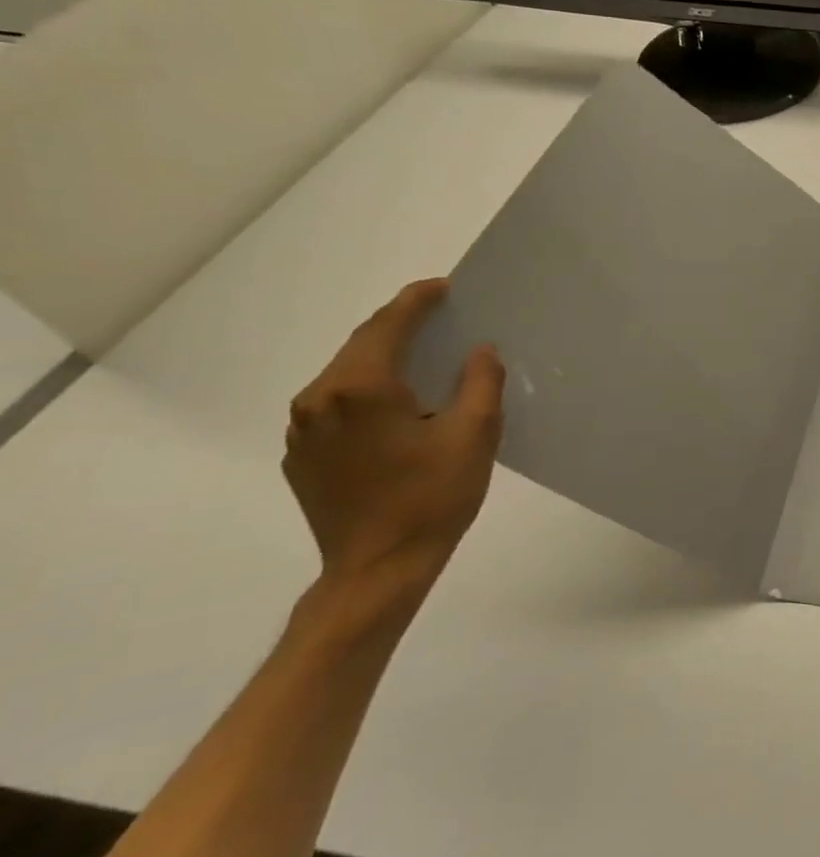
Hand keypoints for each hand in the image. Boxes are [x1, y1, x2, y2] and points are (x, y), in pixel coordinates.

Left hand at [282, 279, 504, 604]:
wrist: (377, 570)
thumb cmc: (432, 497)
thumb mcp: (475, 434)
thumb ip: (481, 382)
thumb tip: (479, 351)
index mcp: (360, 388)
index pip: (387, 326)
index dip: (416, 301)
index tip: (443, 286)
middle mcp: (319, 400)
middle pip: (360, 346)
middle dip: (399, 325)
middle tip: (438, 315)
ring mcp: (303, 431)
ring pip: (345, 375)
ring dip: (381, 358)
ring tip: (421, 356)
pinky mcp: (301, 457)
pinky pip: (335, 406)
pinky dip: (367, 391)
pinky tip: (397, 405)